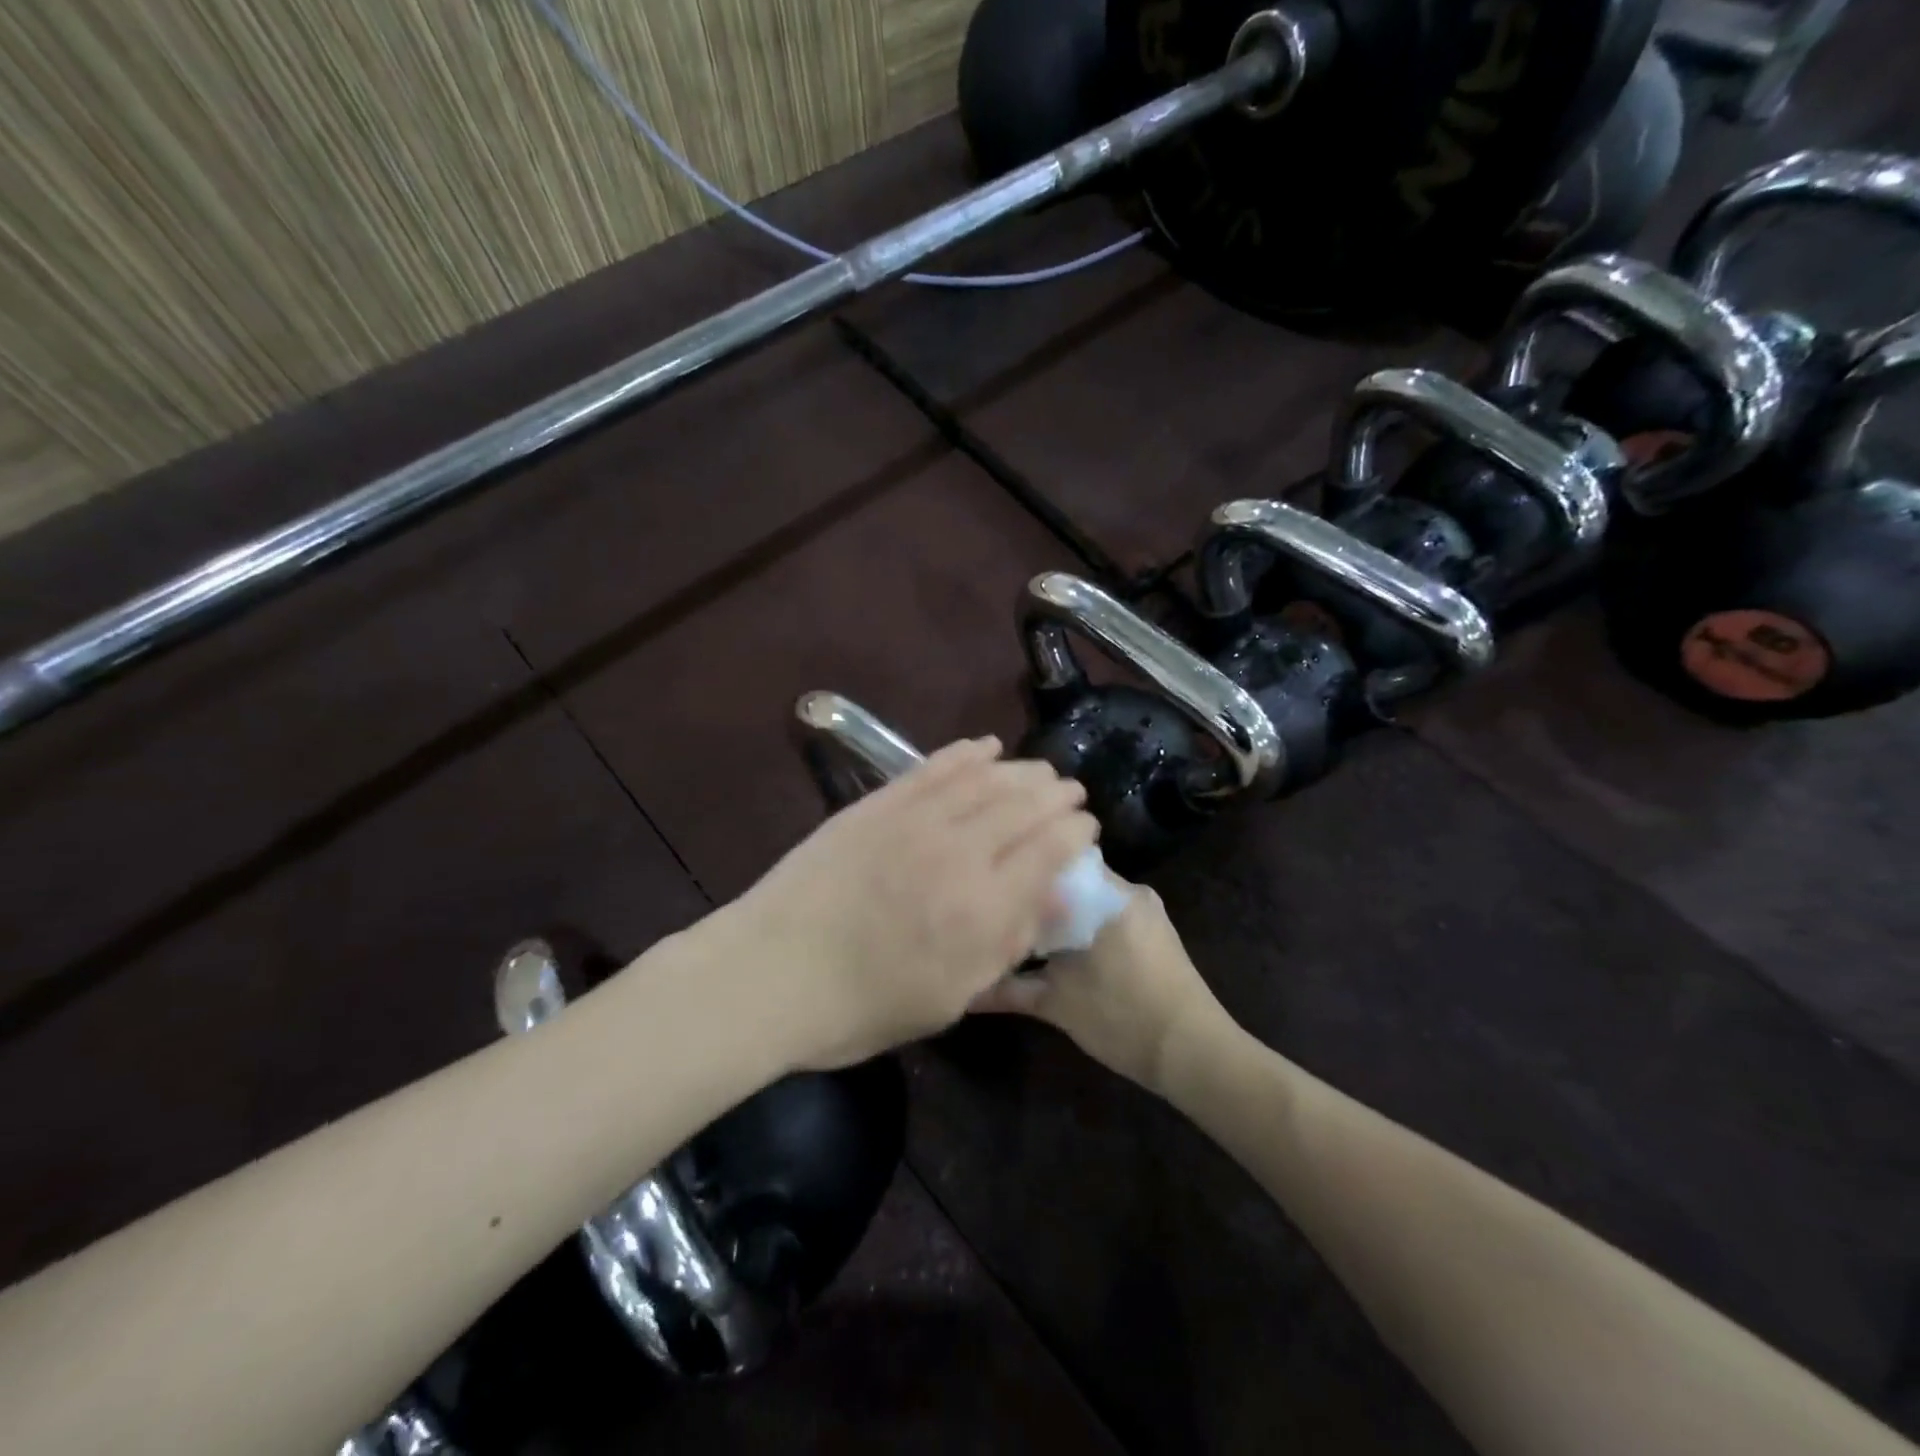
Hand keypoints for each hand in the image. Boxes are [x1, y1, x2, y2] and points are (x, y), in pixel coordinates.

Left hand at [716, 738, 1099, 1069]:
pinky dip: (965, 753)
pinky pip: (933, 767)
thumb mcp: (949, 998)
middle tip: (1071, 792)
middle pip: (1025, 805)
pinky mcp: (879, 803)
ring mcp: (915, 819)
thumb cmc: (863, 1005)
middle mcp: (959, 851)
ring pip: (985, 779)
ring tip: (1040, 770)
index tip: (1086, 829)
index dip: (1076, 833)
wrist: (772, 973)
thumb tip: (1059, 898)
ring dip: (1020, 770)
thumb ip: (1007, 944)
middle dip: (1056, 795)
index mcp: (983, 907)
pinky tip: (985, 747)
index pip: (1050, 850)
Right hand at [972, 880, 1231, 1095]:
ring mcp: (1145, 912)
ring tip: (1026, 932)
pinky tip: (1061, 950)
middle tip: (1003, 913)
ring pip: (1089, 899)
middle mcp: (1128, 891)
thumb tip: (964, 989)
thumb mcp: (1056, 1004)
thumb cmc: (1122, 1019)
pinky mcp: (1155, 933)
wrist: (1193, 1053)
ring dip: (1061, 914)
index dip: (1023, 872)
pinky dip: (1083, 927)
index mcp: (1106, 894)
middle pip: (1071, 879)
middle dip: (1039, 896)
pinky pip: (1108, 915)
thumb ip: (1006, 990)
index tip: (995, 887)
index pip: (1054, 861)